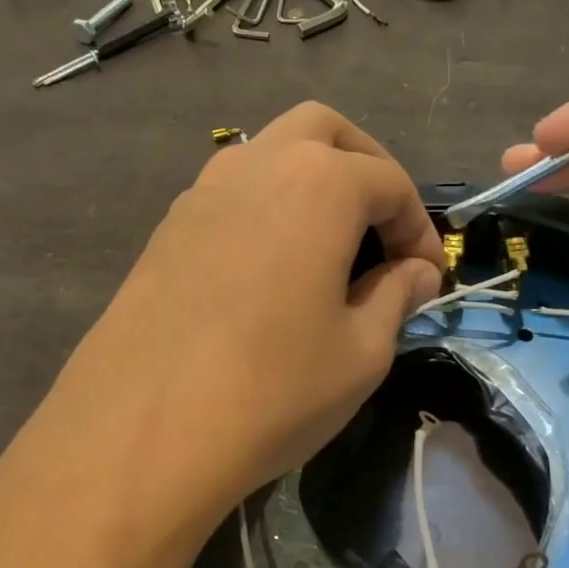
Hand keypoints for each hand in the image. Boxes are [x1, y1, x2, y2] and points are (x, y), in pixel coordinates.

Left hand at [30, 104, 441, 542]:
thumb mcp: (361, 352)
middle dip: (367, 168)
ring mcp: (202, 191)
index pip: (390, 183)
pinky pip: (233, 193)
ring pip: (271, 153)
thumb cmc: (273, 390)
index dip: (419, 228)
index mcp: (318, 183)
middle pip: (326, 132)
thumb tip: (416, 273)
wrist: (140, 435)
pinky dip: (268, 207)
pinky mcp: (167, 227)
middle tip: (384, 228)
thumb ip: (395, 296)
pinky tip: (273, 270)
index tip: (428, 276)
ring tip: (330, 248)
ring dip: (312, 182)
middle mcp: (257, 165)